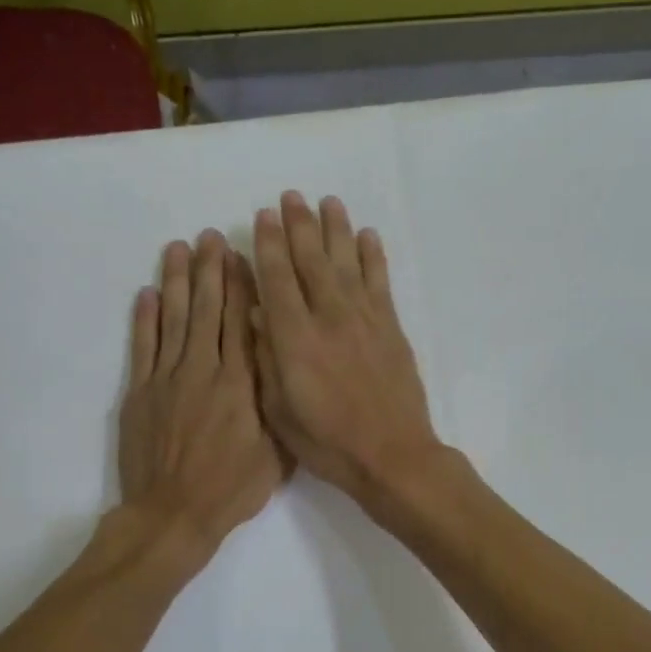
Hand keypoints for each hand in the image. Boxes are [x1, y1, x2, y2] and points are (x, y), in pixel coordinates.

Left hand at [119, 230, 284, 552]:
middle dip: (210, 271)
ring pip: (173, 320)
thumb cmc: (233, 488)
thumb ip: (277, 404)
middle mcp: (203, 371)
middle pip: (207, 310)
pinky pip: (143, 347)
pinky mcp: (140, 393)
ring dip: (176, 281)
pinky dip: (144, 318)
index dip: (242, 286)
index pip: (241, 323)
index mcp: (240, 384)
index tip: (242, 255)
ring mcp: (167, 379)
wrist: (174, 514)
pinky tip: (148, 293)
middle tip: (210, 236)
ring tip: (179, 248)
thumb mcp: (276, 452)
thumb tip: (280, 364)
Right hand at [250, 191, 443, 508]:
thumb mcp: (279, 410)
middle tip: (291, 197)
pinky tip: (368, 236)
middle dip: (299, 225)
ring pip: (346, 262)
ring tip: (328, 202)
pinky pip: (380, 281)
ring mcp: (364, 319)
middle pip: (311, 260)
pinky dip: (373, 256)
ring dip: (336, 229)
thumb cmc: (328, 442)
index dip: (268, 245)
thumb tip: (258, 314)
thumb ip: (266, 358)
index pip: (276, 279)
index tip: (263, 216)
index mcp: (294, 339)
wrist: (392, 455)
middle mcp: (328, 318)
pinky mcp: (391, 327)